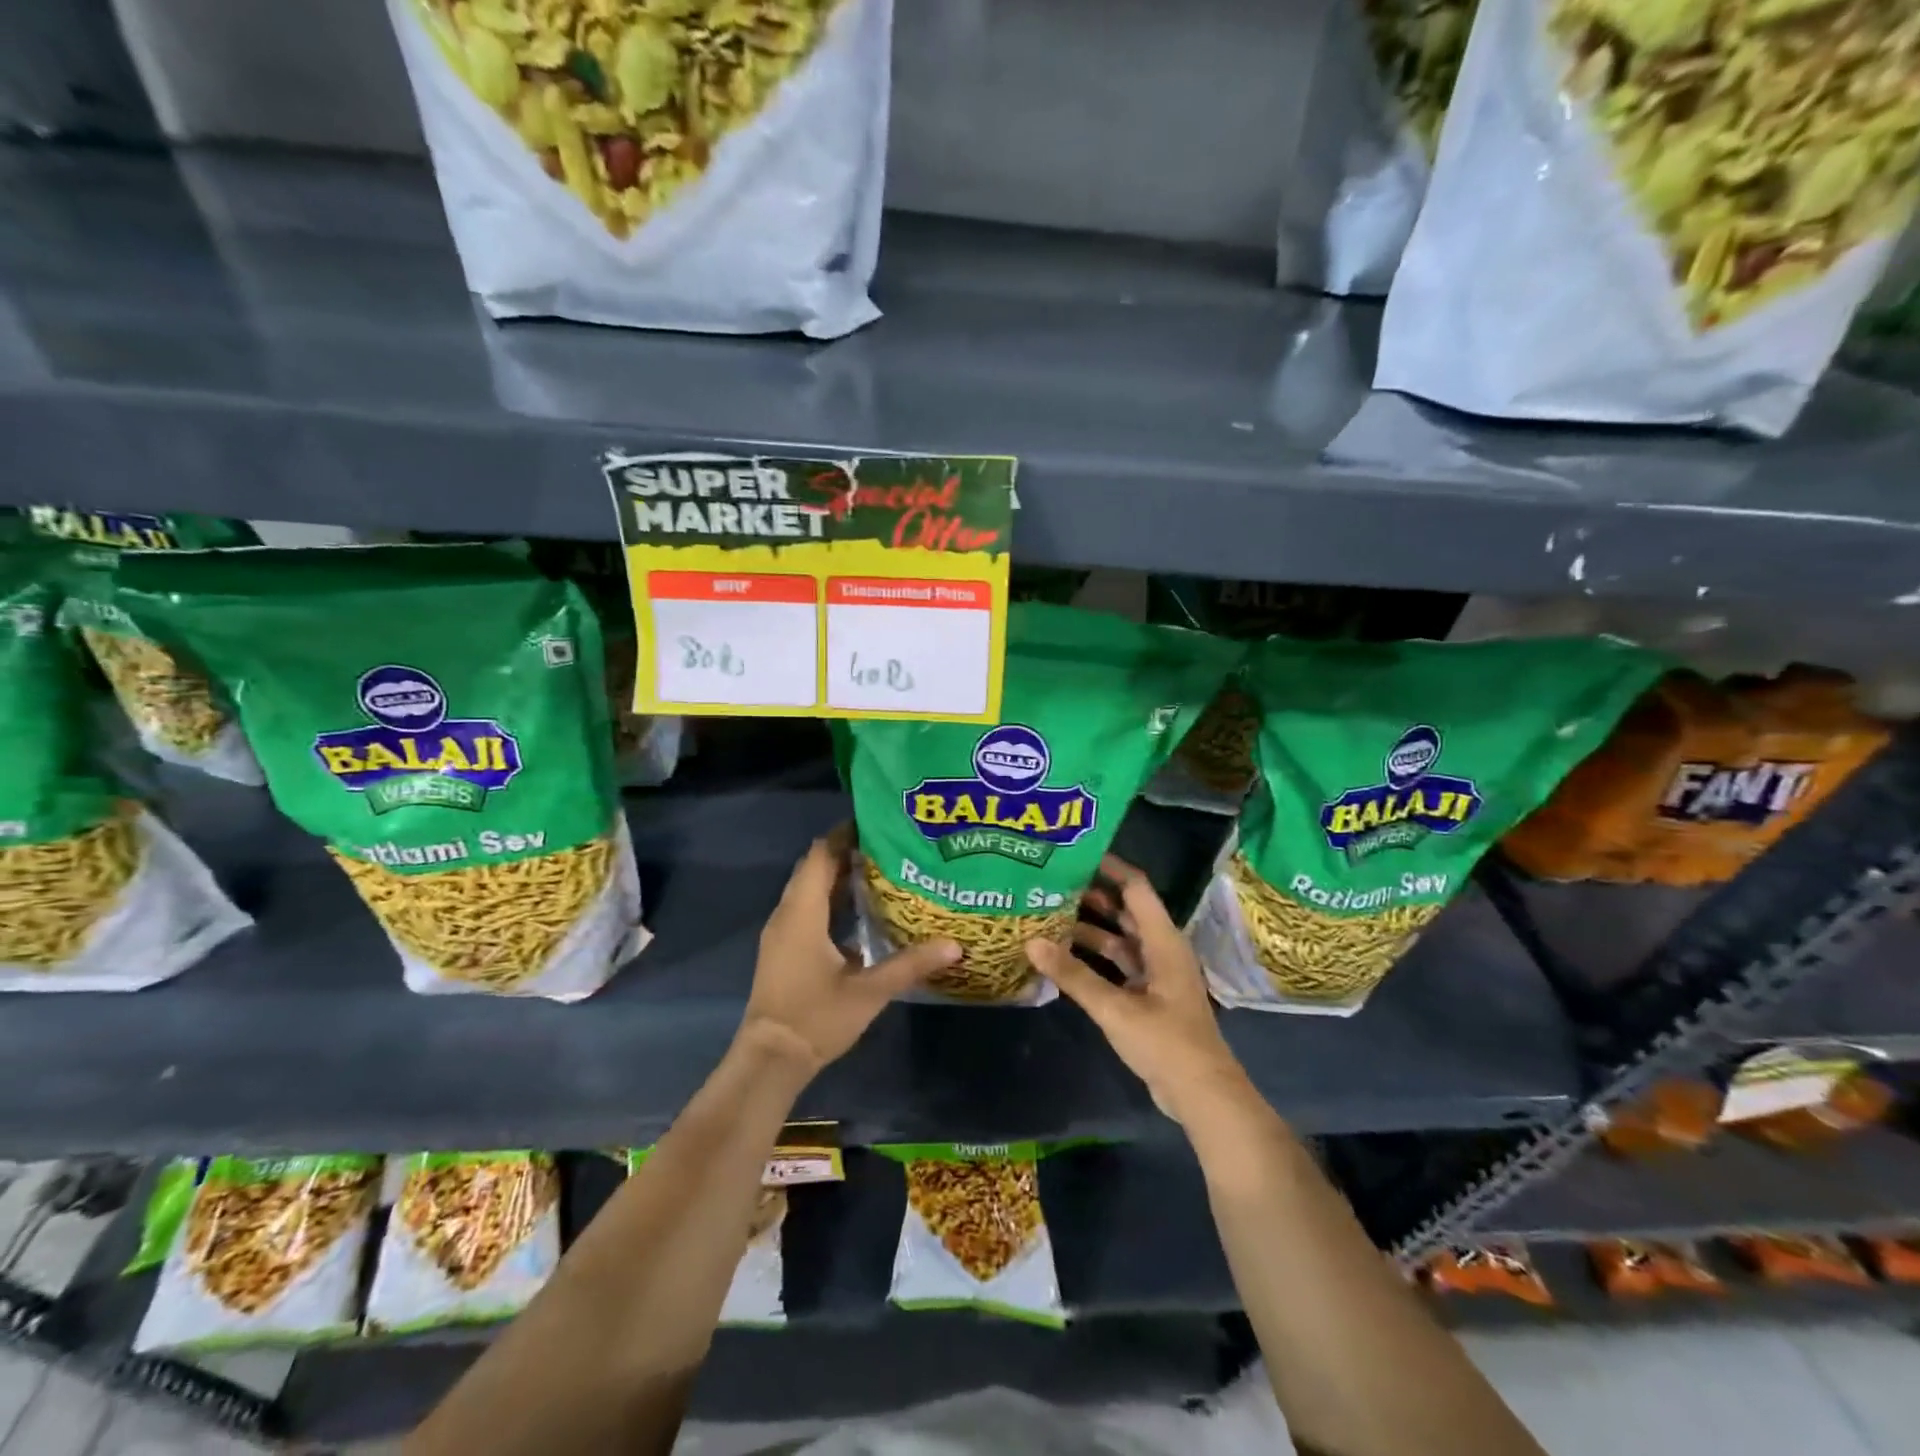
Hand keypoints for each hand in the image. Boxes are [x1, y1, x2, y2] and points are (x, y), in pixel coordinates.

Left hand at [739, 825, 960, 1076]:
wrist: (770, 1060)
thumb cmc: (816, 1018)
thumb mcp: (869, 991)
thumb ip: (910, 964)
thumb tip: (955, 945)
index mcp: (803, 914)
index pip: (820, 856)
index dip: (845, 835)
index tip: (877, 824)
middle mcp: (787, 915)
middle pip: (814, 868)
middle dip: (847, 852)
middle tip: (888, 846)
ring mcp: (781, 933)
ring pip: (808, 889)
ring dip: (838, 876)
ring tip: (881, 871)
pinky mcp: (783, 949)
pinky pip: (806, 909)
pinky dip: (830, 900)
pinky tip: (860, 911)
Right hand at [1026, 855, 1257, 1127]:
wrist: (1202, 1094)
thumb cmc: (1165, 1042)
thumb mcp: (1115, 1008)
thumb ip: (1073, 975)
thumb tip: (1031, 941)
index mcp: (1163, 941)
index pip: (1136, 888)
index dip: (1110, 867)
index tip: (1076, 853)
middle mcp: (1161, 949)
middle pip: (1126, 911)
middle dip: (1093, 896)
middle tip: (1053, 883)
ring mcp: (1156, 975)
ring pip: (1121, 940)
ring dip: (1091, 929)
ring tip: (1051, 915)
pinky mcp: (1149, 997)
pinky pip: (1119, 965)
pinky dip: (1096, 958)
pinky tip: (1066, 957)